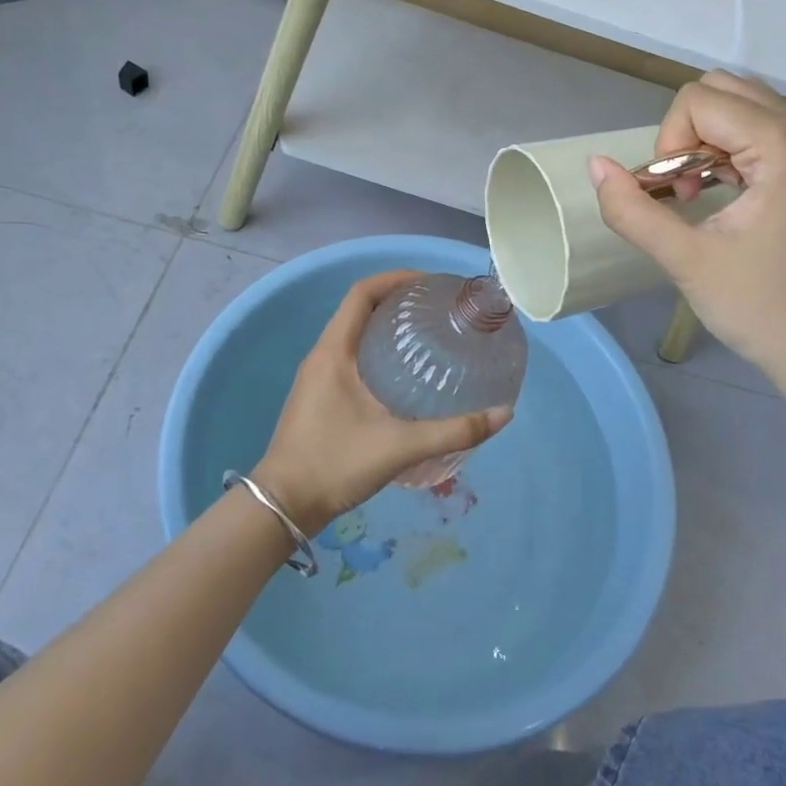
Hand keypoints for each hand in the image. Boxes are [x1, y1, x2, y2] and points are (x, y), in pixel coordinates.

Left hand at [251, 271, 512, 536]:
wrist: (282, 506)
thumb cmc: (336, 464)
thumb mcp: (400, 446)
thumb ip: (453, 431)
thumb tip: (503, 413)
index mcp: (334, 351)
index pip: (362, 293)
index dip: (395, 278)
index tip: (429, 283)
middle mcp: (322, 355)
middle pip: (359, 309)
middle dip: (396, 300)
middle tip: (436, 309)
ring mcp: (317, 376)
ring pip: (353, 333)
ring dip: (385, 325)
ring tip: (425, 335)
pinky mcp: (319, 395)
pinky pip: (349, 355)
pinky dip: (376, 349)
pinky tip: (403, 374)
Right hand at [588, 72, 785, 422]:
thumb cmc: (763, 309)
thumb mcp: (686, 261)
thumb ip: (632, 210)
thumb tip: (595, 165)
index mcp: (783, 147)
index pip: (700, 99)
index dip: (669, 142)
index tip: (676, 197)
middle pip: (724, 91)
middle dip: (687, 132)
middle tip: (684, 188)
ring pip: (743, 109)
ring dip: (706, 141)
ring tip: (699, 194)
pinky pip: (761, 134)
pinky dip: (729, 151)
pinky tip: (721, 197)